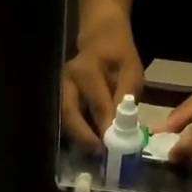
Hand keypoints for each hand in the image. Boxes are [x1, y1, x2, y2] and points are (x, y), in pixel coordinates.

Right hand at [61, 13, 143, 148]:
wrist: (100, 37)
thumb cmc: (118, 54)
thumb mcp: (131, 69)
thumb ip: (127, 95)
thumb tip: (124, 125)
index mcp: (86, 71)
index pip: (97, 104)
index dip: (106, 127)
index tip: (115, 146)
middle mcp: (67, 81)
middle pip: (70, 114)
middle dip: (84, 137)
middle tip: (100, 154)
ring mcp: (60, 89)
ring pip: (64, 119)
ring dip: (78, 138)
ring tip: (95, 153)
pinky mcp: (60, 96)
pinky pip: (66, 118)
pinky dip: (76, 133)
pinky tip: (89, 143)